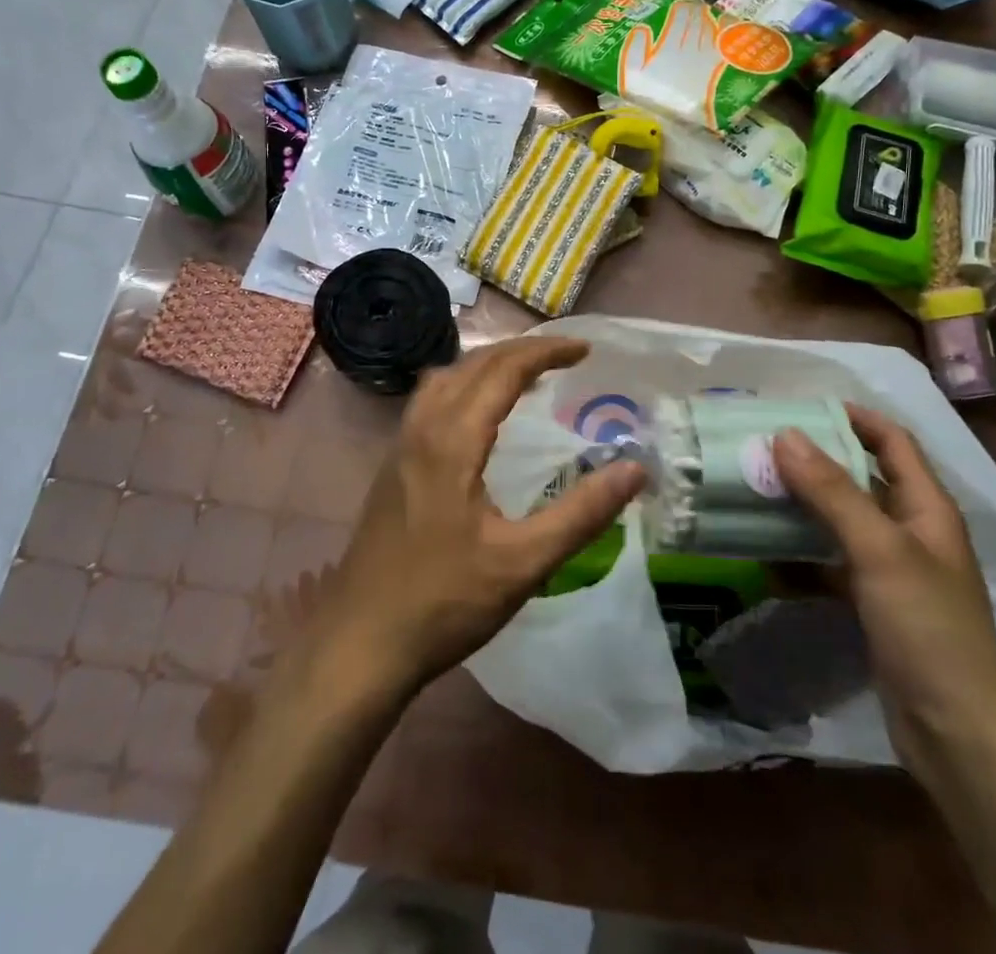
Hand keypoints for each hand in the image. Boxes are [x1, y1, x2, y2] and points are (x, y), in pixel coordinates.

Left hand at [311, 337, 643, 695]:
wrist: (360, 643)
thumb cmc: (444, 602)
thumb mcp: (523, 563)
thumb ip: (582, 514)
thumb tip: (635, 469)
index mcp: (452, 439)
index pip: (504, 370)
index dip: (547, 352)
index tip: (586, 351)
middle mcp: (422, 428)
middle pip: (473, 364)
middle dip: (521, 351)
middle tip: (564, 357)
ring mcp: (400, 446)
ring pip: (446, 379)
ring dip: (487, 365)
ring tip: (525, 377)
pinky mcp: (391, 467)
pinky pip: (431, 401)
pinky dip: (465, 387)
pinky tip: (480, 420)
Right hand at [773, 406, 995, 765]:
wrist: (959, 734)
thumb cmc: (928, 627)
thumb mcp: (879, 550)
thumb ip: (832, 491)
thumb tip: (785, 434)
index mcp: (926, 506)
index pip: (892, 441)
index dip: (854, 417)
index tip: (801, 407)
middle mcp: (910, 530)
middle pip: (860, 479)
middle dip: (814, 462)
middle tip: (762, 449)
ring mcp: (891, 571)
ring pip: (840, 523)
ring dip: (801, 508)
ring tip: (754, 493)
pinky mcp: (873, 606)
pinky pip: (830, 567)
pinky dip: (801, 560)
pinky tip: (765, 561)